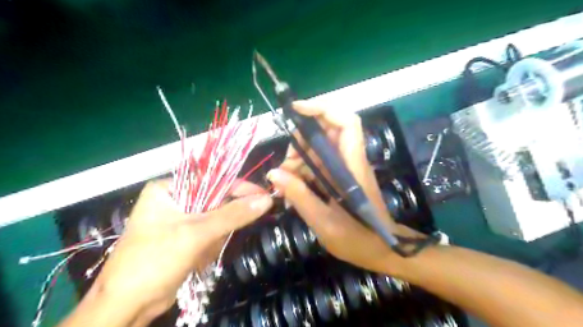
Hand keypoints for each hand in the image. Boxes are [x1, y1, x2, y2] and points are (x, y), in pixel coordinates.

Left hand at [91, 180, 273, 322]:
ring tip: (198, 254)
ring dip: (213, 240)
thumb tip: (266, 199)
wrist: (127, 307)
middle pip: (216, 202)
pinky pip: (211, 235)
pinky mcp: (185, 237)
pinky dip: (209, 248)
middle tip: (215, 239)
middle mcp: (175, 200)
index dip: (241, 188)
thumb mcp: (197, 234)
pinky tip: (195, 261)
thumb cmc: (154, 261)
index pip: (214, 180)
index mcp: (169, 189)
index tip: (264, 196)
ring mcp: (180, 220)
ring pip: (217, 221)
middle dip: (219, 226)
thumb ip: (233, 215)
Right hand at [268, 101, 418, 274]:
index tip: (296, 110)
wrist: (381, 250)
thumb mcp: (324, 222)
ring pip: (320, 148)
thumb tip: (274, 174)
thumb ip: (300, 196)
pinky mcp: (341, 176)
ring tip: (286, 181)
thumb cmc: (357, 238)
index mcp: (352, 166)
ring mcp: (345, 167)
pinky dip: (304, 170)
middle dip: (302, 140)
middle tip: (286, 163)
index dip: (323, 109)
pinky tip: (293, 188)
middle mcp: (350, 160)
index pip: (346, 123)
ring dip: (300, 158)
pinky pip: (319, 163)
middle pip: (328, 131)